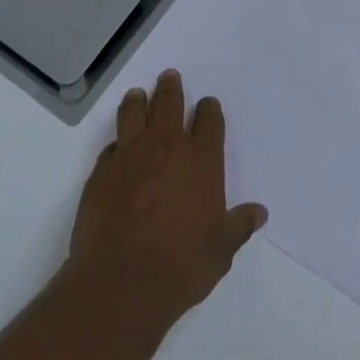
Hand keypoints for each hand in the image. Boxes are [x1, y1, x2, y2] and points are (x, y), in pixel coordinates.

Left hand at [68, 70, 267, 321]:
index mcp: (202, 161)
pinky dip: (118, 142)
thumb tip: (258, 212)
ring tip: (139, 95)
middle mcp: (166, 147)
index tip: (207, 105)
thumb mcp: (221, 250)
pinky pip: (111, 146)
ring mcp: (130, 154)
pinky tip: (118, 147)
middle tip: (169, 77)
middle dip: (171, 88)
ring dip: (139, 101)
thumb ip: (238, 226)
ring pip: (134, 112)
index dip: (209, 110)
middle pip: (169, 103)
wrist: (122, 282)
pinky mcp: (101, 170)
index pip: (209, 121)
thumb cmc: (182, 266)